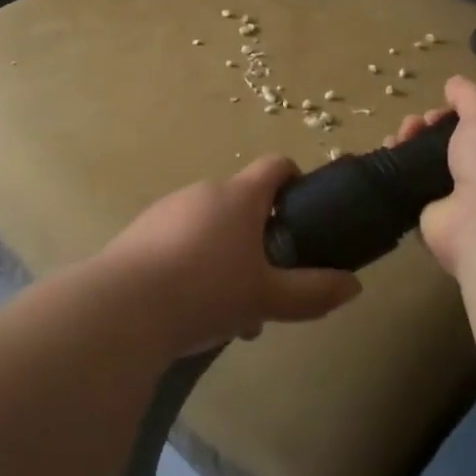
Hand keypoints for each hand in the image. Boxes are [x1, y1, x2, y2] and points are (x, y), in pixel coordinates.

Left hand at [98, 155, 359, 356]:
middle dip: (259, 238)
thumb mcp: (268, 298)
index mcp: (239, 196)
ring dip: (226, 256)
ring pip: (210, 226)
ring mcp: (167, 209)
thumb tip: (354, 286)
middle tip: (267, 281)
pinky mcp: (140, 232)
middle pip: (242, 202)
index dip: (294, 179)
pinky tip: (191, 308)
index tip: (303, 207)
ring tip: (229, 309)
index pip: (275, 165)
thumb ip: (312, 292)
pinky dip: (193, 263)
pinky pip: (179, 240)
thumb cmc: (206, 291)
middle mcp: (203, 191)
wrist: (122, 308)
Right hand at [387, 76, 475, 277]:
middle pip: (458, 141)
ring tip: (400, 135)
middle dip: (433, 126)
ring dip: (413, 144)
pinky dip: (400, 171)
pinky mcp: (440, 218)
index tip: (446, 103)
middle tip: (419, 122)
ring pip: (435, 163)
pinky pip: (416, 188)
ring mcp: (469, 198)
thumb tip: (454, 84)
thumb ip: (469, 95)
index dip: (467, 109)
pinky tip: (388, 153)